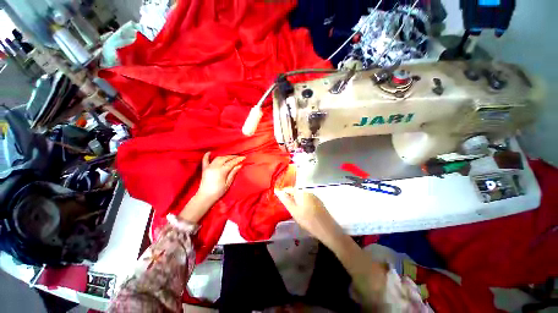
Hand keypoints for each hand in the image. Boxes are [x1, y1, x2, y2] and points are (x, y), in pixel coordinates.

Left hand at [197, 152, 244, 203]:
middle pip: (225, 159)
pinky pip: (205, 160)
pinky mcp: (204, 169)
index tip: (244, 157)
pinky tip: (209, 152)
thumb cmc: (218, 192)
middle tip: (238, 157)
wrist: (205, 197)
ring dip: (225, 156)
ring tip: (230, 157)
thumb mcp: (228, 183)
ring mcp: (209, 167)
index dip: (238, 159)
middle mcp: (215, 167)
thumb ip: (233, 173)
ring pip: (218, 158)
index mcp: (221, 171)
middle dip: (232, 157)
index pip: (232, 163)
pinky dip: (207, 156)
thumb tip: (239, 165)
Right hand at [274, 188, 333, 236]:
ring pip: (302, 196)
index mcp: (301, 192)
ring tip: (297, 212)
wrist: (326, 228)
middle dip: (291, 198)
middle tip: (289, 209)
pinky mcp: (319, 202)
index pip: (289, 189)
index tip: (282, 202)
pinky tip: (305, 213)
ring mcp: (314, 196)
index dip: (284, 194)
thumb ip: (285, 200)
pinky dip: (304, 204)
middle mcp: (308, 191)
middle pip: (296, 192)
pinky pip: (308, 200)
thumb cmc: (307, 220)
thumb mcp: (293, 211)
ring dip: (298, 201)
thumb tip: (278, 191)